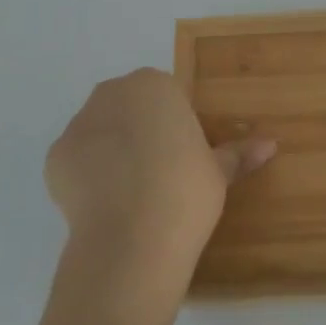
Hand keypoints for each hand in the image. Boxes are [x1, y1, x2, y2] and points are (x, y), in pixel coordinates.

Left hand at [44, 68, 274, 294]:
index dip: (176, 126)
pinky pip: (77, 159)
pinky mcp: (55, 157)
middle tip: (160, 172)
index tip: (184, 156)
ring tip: (131, 193)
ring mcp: (79, 124)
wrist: (131, 239)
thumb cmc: (185, 191)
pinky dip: (88, 175)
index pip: (166, 96)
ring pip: (101, 130)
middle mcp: (112, 93)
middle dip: (141, 130)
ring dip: (113, 150)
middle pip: (129, 106)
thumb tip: (270, 145)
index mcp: (154, 85)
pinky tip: (106, 202)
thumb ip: (238, 154)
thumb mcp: (218, 172)